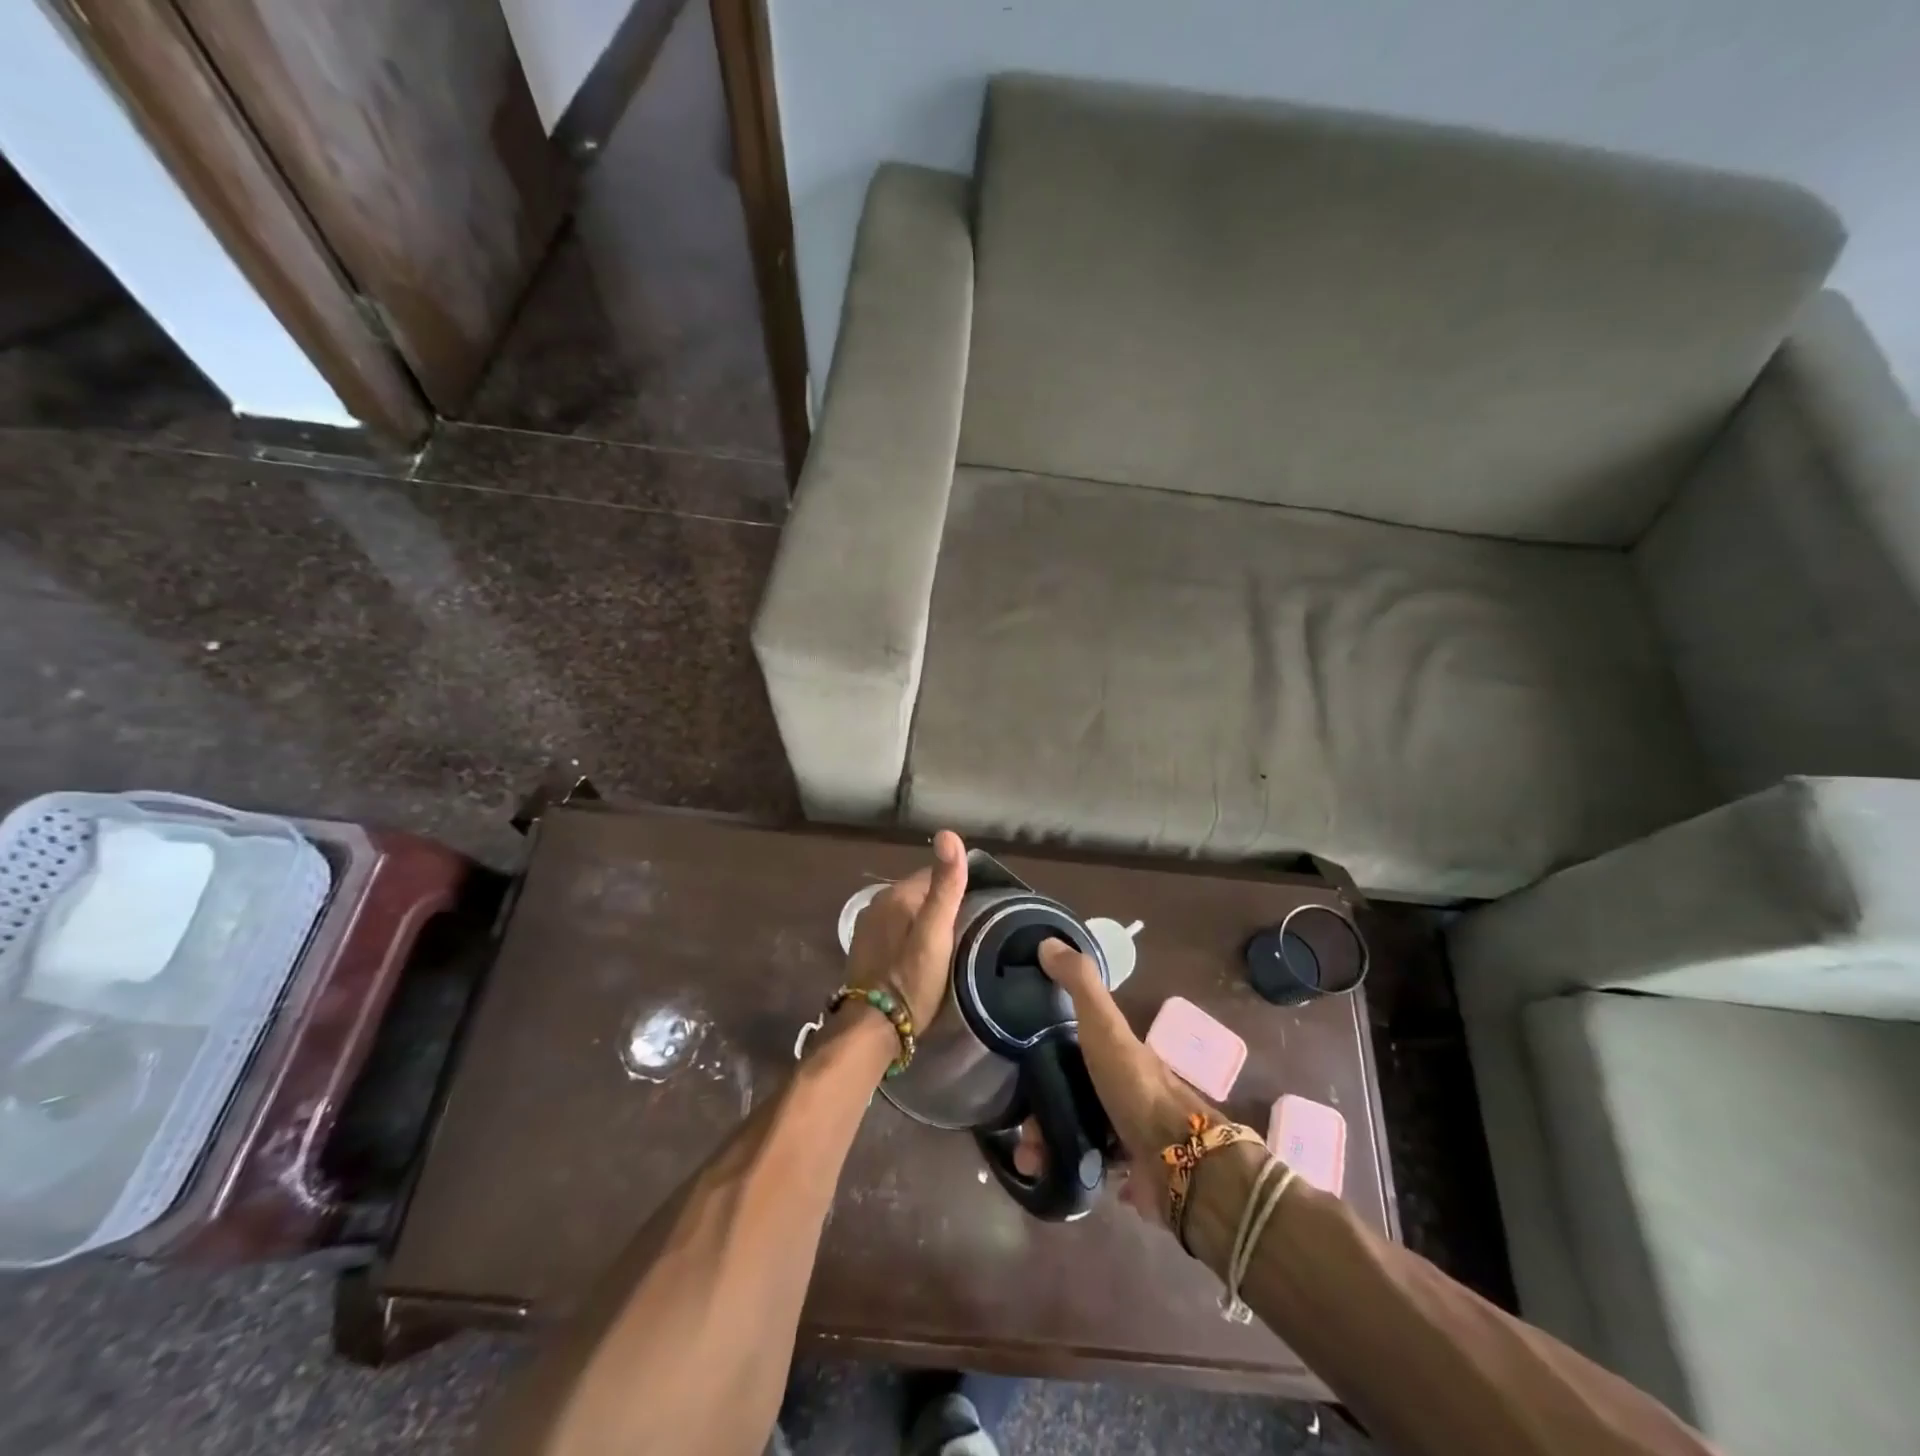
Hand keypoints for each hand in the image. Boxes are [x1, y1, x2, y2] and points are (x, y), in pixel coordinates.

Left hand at [843, 830, 968, 1031]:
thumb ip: (945, 886)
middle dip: (942, 904)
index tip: (981, 905)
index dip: (958, 886)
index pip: (934, 875)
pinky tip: (924, 955)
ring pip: (907, 913)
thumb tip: (948, 834)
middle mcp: (877, 904)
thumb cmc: (911, 979)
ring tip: (951, 942)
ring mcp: (868, 928)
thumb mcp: (936, 932)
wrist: (872, 1028)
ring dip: (926, 921)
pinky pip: (896, 932)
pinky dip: (911, 937)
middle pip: (920, 894)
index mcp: (896, 895)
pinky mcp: (865, 951)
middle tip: (970, 927)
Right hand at [1011, 940, 1211, 1225]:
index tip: (1014, 1073)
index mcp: (1114, 1052)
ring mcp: (1126, 1131)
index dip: (1040, 1057)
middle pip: (1068, 1095)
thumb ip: (1080, 984)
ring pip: (1074, 1133)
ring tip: (1030, 1162)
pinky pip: (1088, 1168)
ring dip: (1047, 1147)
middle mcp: (1120, 1088)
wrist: (1179, 1161)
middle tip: (1022, 1134)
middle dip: (1038, 1114)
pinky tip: (1052, 1176)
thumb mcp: (1104, 1026)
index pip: (1069, 1048)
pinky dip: (1068, 1170)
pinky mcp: (1129, 1172)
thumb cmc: (1135, 1086)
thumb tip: (1047, 941)